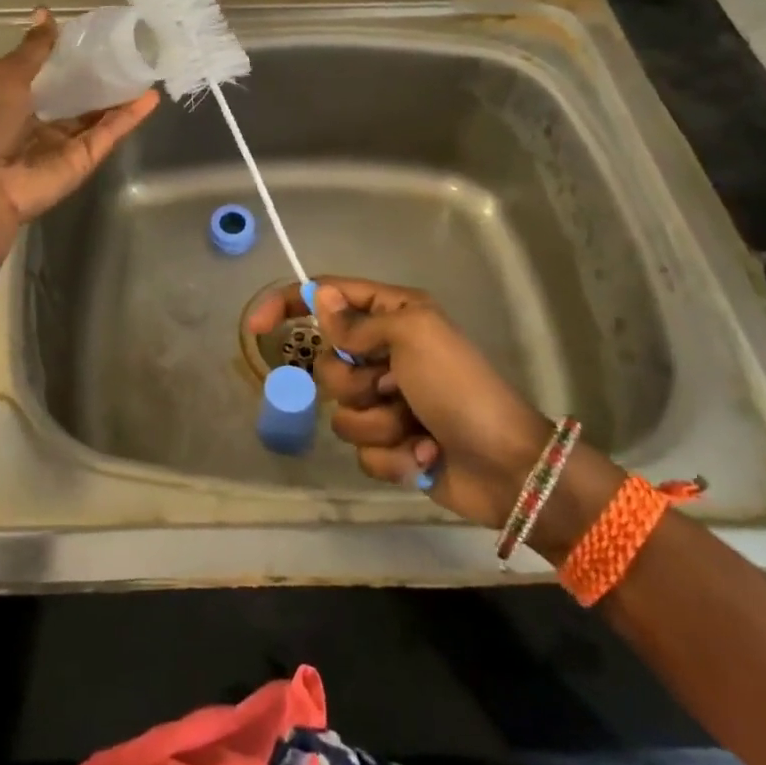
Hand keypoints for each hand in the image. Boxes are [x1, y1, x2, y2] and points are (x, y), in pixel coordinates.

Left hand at [0, 10, 158, 253]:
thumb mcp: (6, 76)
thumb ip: (34, 49)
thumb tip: (46, 13)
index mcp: (18, 98)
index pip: (52, 73)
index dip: (72, 55)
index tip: (96, 34)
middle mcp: (44, 119)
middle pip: (80, 95)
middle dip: (102, 75)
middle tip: (130, 49)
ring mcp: (67, 141)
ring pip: (100, 114)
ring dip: (122, 94)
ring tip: (147, 68)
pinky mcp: (86, 158)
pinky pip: (110, 132)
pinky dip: (130, 116)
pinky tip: (150, 96)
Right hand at [247, 277, 550, 528]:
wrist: (507, 467)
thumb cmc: (460, 387)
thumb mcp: (411, 336)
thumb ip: (358, 322)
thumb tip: (319, 298)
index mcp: (393, 316)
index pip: (328, 297)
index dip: (289, 305)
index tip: (258, 327)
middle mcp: (385, 353)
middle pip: (328, 363)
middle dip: (355, 384)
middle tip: (392, 388)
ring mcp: (388, 401)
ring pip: (341, 412)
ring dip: (378, 425)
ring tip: (415, 427)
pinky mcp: (391, 444)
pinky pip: (361, 450)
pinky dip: (391, 456)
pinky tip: (423, 454)